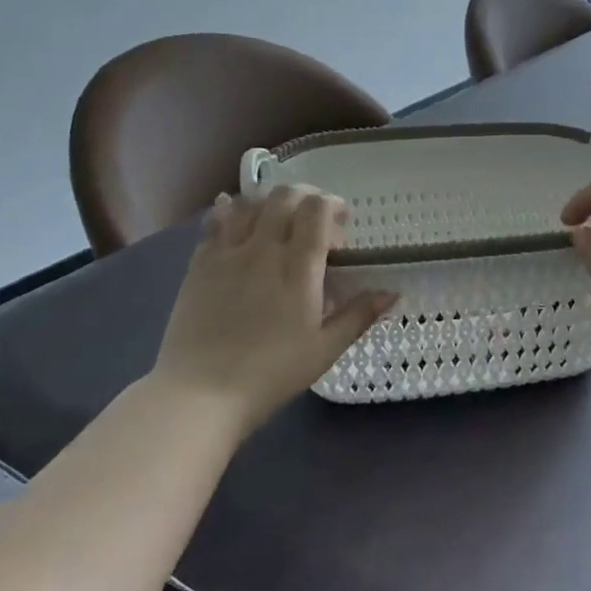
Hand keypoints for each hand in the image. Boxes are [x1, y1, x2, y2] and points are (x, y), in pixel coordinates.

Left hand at [149, 186, 395, 432]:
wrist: (200, 394)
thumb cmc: (271, 373)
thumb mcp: (325, 350)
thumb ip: (358, 316)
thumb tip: (391, 293)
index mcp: (298, 267)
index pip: (317, 209)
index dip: (333, 205)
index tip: (342, 226)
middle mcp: (263, 249)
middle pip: (284, 196)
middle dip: (305, 197)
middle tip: (313, 221)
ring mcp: (226, 254)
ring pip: (248, 203)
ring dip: (269, 202)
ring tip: (277, 220)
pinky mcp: (199, 265)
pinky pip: (215, 223)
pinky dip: (229, 213)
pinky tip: (234, 218)